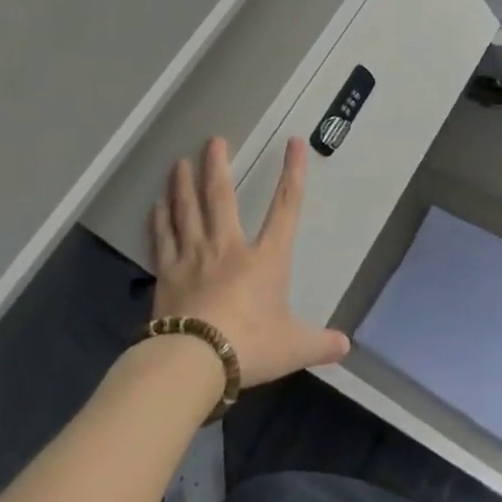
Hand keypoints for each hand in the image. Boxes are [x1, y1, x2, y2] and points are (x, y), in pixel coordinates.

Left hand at [151, 136, 349, 386]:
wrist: (194, 361)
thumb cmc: (250, 346)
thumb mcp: (293, 347)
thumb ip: (319, 344)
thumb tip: (345, 347)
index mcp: (266, 258)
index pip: (286, 207)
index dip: (292, 173)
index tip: (293, 142)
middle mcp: (229, 248)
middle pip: (222, 198)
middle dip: (218, 166)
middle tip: (213, 140)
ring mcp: (194, 258)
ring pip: (188, 211)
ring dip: (184, 184)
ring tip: (179, 162)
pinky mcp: (167, 275)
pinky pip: (163, 240)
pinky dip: (159, 220)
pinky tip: (155, 205)